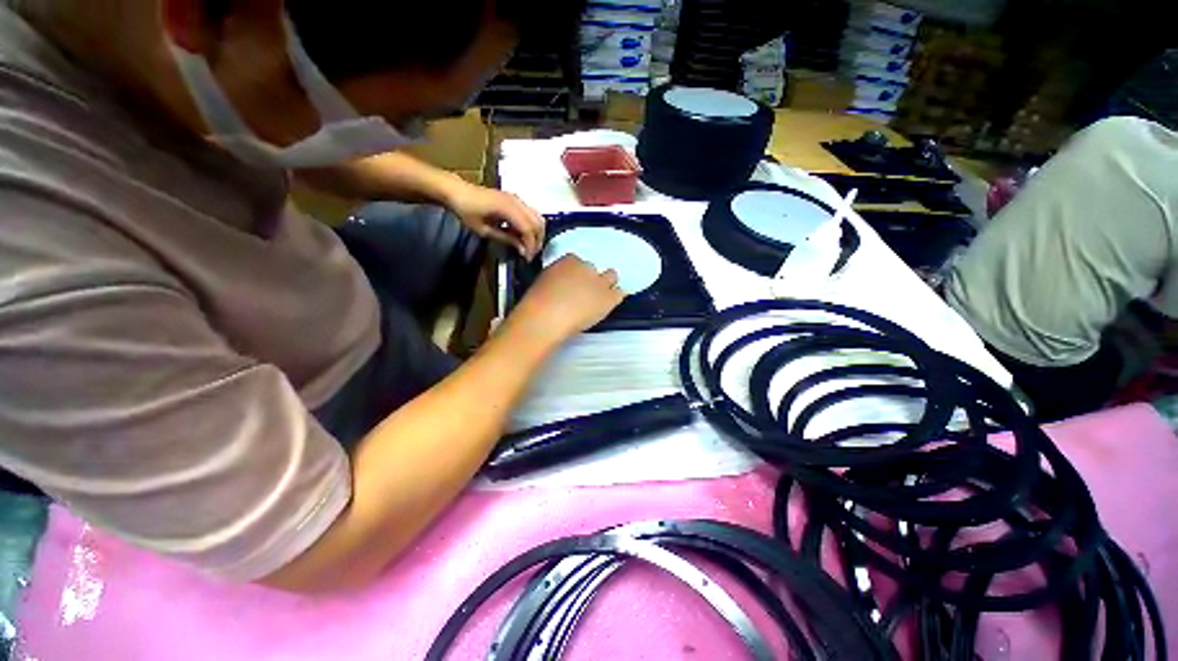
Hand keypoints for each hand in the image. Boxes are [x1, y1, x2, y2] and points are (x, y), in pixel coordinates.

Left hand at [445, 182, 544, 258]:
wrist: (456, 190)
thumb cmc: (466, 210)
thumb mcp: (484, 230)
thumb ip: (506, 239)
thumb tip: (522, 250)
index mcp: (508, 208)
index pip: (528, 229)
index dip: (530, 245)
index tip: (528, 258)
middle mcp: (516, 202)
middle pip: (537, 223)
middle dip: (537, 241)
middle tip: (531, 254)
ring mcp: (517, 199)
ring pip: (537, 218)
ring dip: (536, 233)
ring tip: (529, 246)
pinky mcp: (515, 199)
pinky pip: (531, 214)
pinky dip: (531, 226)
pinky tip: (523, 235)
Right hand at [507, 255, 625, 346]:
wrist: (546, 318)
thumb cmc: (537, 303)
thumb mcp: (544, 281)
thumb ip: (557, 278)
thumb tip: (561, 284)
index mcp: (569, 261)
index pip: (578, 262)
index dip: (577, 275)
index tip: (573, 284)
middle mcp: (587, 267)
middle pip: (594, 269)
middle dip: (591, 279)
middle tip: (585, 293)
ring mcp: (599, 282)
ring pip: (611, 277)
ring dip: (607, 285)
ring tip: (600, 297)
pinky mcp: (608, 298)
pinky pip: (620, 294)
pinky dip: (615, 297)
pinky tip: (609, 304)